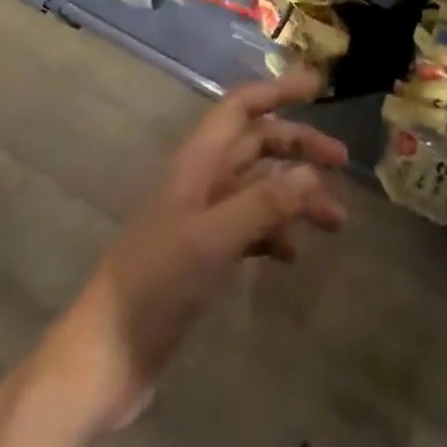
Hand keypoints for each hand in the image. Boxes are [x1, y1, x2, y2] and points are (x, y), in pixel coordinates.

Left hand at [58, 69, 347, 425]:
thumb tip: (314, 173)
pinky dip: (276, 233)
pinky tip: (294, 255)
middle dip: (299, 145)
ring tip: (336, 220)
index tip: (318, 88)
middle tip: (342, 161)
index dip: (277, 91)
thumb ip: (263, 203)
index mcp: (198, 162)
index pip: (241, 107)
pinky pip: (251, 228)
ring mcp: (203, 219)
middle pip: (257, 144)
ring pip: (260, 188)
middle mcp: (203, 181)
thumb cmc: (155, 285)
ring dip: (296, 196)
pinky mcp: (204, 256)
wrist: (104, 358)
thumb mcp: (212, 239)